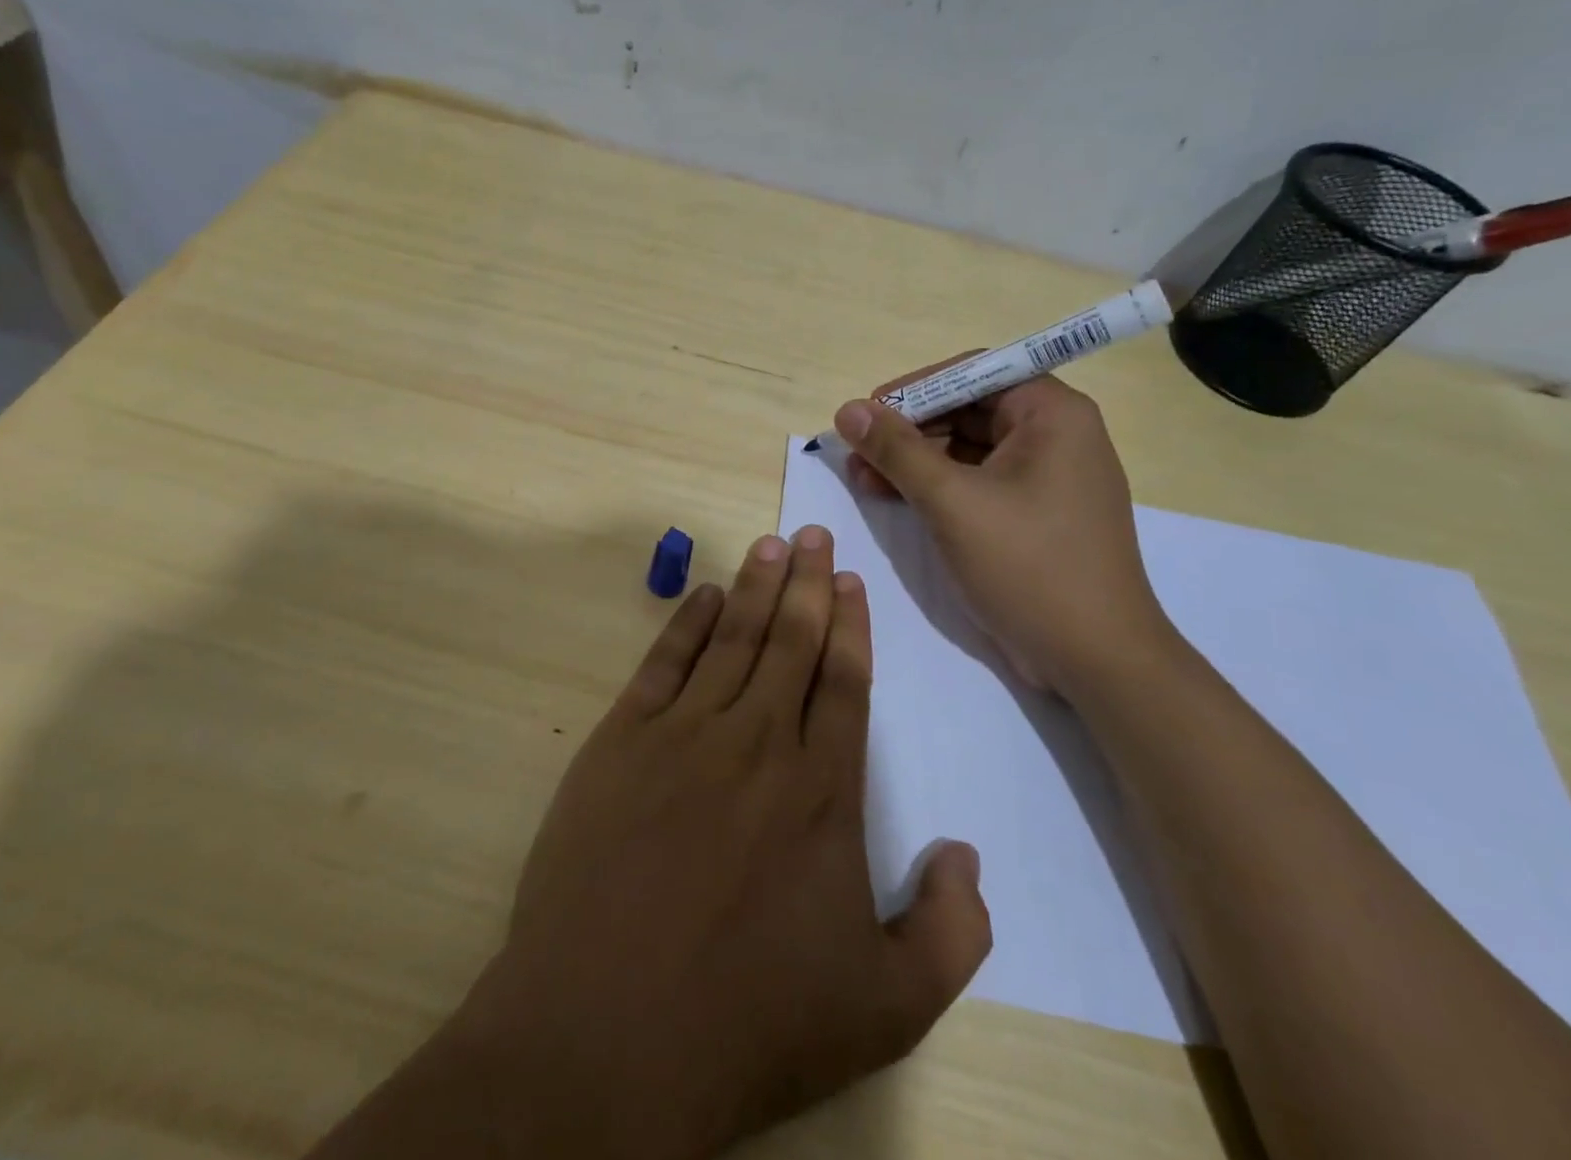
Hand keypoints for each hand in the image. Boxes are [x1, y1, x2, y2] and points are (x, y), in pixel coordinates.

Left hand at [422, 529, 990, 1159]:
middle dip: (808, 583)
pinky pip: (663, 663)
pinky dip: (687, 623)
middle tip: (814, 533)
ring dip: (756, 587)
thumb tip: (966, 856)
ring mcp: (683, 734)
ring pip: (733, 639)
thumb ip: (950, 932)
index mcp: (821, 790)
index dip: (850, 626)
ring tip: (771, 545)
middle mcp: (757, 742)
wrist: (605, 1036)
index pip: (843, 681)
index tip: (851, 581)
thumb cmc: (749, 1023)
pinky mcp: (620, 742)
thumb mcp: (886, 1008)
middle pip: (791, 641)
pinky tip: (704, 596)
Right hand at [834, 369, 1174, 696]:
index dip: (914, 389)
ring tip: (862, 479)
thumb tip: (848, 409)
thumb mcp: (952, 502)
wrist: (1096, 660)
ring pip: (968, 449)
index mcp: (1052, 414)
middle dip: (908, 431)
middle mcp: (1055, 435)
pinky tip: (895, 498)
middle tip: (857, 452)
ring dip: (915, 461)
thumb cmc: (1028, 566)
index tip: (866, 412)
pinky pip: (978, 482)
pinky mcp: (1035, 514)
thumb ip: (897, 450)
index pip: (973, 373)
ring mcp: (1047, 477)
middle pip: (968, 410)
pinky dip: (937, 488)